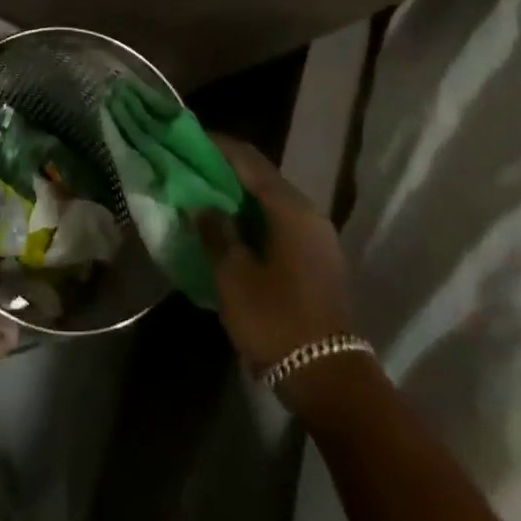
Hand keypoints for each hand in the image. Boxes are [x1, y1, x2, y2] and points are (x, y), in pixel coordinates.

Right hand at [196, 136, 355, 375]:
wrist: (331, 381)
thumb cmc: (277, 321)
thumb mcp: (234, 276)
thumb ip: (216, 232)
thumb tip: (202, 204)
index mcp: (290, 208)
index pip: (248, 160)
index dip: (218, 146)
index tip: (190, 139)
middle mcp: (309, 213)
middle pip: (263, 177)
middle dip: (227, 170)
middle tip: (193, 168)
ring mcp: (318, 238)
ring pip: (272, 201)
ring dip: (241, 196)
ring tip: (206, 197)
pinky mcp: (319, 260)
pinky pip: (281, 223)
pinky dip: (256, 217)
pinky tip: (233, 228)